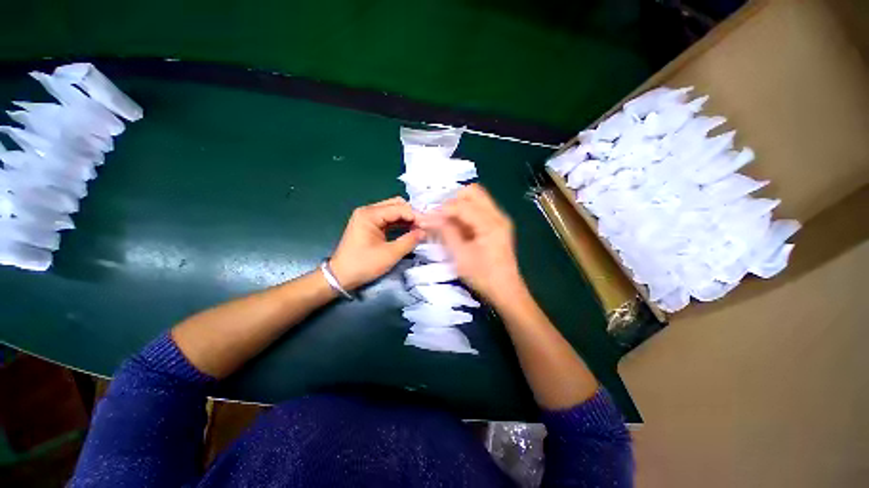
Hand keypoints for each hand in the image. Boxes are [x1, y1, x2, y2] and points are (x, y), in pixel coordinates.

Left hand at [330, 197, 423, 290]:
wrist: (340, 276)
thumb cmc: (363, 264)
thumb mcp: (389, 254)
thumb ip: (409, 241)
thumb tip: (424, 232)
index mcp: (370, 214)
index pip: (399, 208)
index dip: (415, 216)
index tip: (429, 225)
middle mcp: (368, 211)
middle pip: (396, 205)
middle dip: (411, 214)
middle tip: (424, 226)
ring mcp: (367, 217)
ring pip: (392, 211)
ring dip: (406, 218)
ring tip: (419, 229)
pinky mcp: (369, 225)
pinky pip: (388, 219)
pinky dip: (399, 223)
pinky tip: (409, 230)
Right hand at [420, 184, 525, 304]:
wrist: (506, 291)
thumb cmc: (483, 276)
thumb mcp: (460, 255)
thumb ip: (446, 232)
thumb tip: (429, 218)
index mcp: (490, 223)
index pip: (462, 205)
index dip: (442, 209)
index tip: (427, 217)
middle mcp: (498, 215)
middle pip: (473, 192)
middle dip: (452, 200)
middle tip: (439, 216)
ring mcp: (499, 219)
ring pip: (476, 199)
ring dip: (458, 205)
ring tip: (445, 221)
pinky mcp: (497, 225)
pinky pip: (479, 209)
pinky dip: (465, 213)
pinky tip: (456, 225)